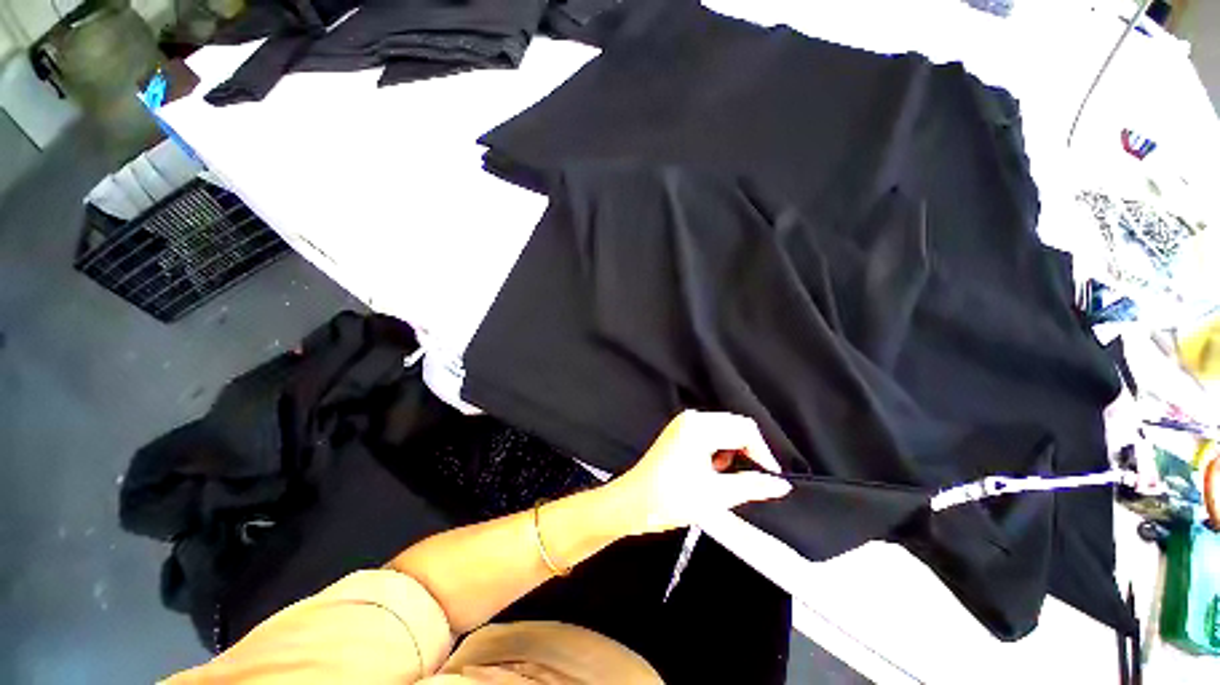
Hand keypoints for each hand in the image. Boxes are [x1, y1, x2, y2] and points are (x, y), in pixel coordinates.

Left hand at [605, 410, 792, 535]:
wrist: (633, 503)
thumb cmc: (671, 498)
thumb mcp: (716, 495)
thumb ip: (752, 486)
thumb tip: (781, 485)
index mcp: (700, 427)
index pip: (744, 430)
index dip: (762, 453)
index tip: (771, 477)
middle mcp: (692, 418)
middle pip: (734, 425)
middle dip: (749, 450)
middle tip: (754, 478)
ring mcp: (683, 423)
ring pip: (723, 429)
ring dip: (733, 450)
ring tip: (727, 476)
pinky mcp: (678, 432)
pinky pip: (709, 433)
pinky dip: (718, 449)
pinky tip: (713, 470)